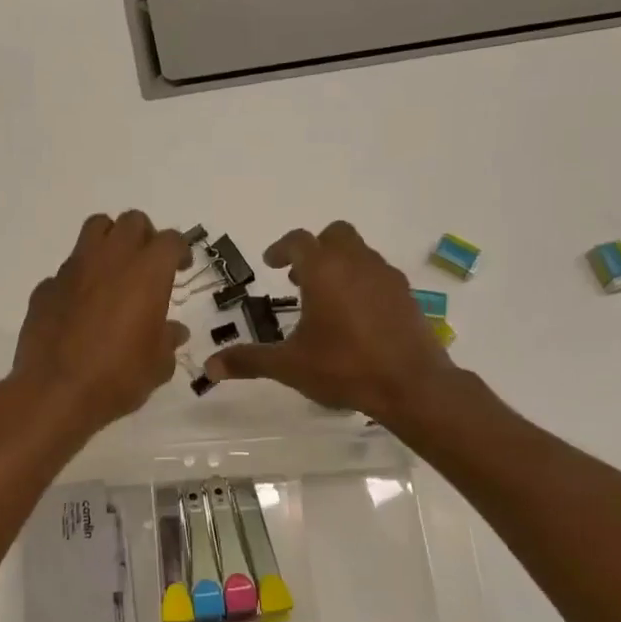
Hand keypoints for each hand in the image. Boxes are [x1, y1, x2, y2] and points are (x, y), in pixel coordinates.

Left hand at [9, 211, 191, 436]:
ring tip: (113, 272)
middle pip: (131, 221)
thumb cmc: (118, 377)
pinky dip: (78, 280)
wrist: (56, 392)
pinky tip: (80, 308)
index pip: (170, 240)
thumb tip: (173, 331)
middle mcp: (110, 259)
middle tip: (147, 265)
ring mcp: (73, 269)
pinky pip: (66, 270)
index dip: (179, 250)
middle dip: (144, 236)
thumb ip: (168, 340)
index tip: (180, 267)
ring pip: (94, 230)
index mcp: (147, 273)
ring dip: (109, 241)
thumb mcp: (158, 365)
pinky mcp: (46, 287)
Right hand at [204, 222, 453, 423]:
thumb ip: (250, 360)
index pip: (298, 241)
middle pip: (335, 235)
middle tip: (298, 276)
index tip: (271, 263)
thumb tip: (209, 367)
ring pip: (360, 253)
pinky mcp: (406, 296)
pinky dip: (362, 282)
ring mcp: (386, 277)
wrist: (411, 385)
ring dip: (340, 264)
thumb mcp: (289, 366)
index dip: (281, 249)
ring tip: (325, 298)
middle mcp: (357, 263)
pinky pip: (379, 275)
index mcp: (324, 271)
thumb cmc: (344, 368)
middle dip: (315, 248)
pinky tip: (355, 316)